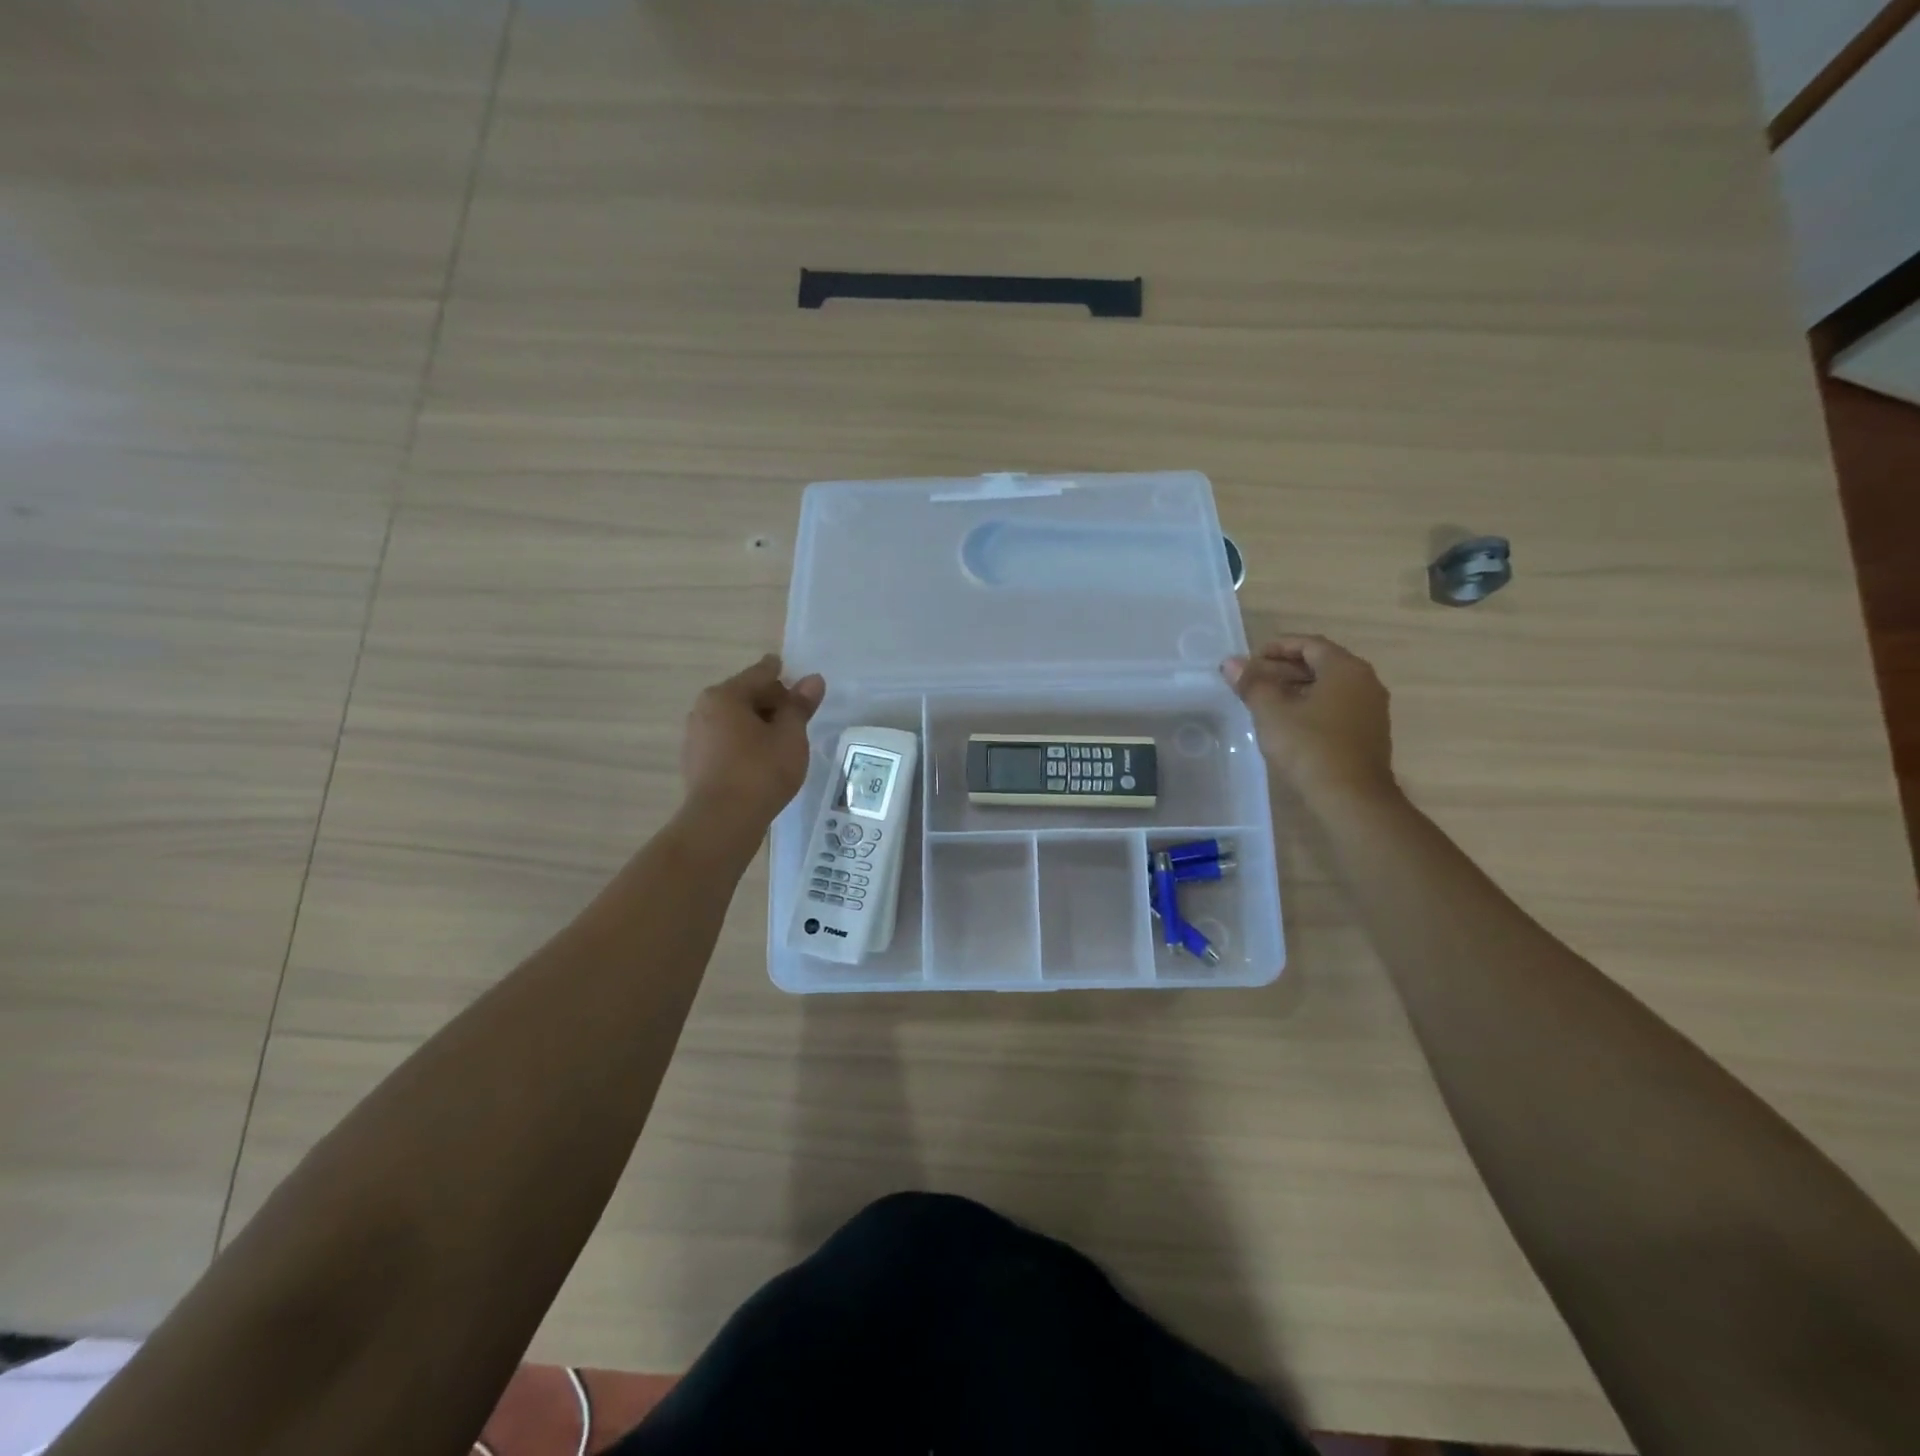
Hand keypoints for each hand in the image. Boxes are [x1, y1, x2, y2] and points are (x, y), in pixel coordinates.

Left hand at [681, 654, 825, 829]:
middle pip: (745, 696)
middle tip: (798, 716)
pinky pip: (727, 742)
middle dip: (771, 702)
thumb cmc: (760, 771)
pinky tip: (763, 761)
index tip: (797, 676)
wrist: (722, 822)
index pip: (761, 674)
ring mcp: (696, 738)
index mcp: (725, 695)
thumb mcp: (790, 735)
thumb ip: (800, 706)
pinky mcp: (696, 764)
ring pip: (735, 721)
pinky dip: (745, 744)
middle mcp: (703, 710)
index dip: (783, 674)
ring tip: (784, 741)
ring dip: (758, 725)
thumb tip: (813, 680)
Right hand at [1224, 636, 1395, 801]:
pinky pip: (1336, 706)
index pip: (1310, 644)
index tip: (1251, 660)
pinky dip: (1311, 705)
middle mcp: (1365, 682)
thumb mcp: (1272, 713)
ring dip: (1296, 688)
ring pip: (1328, 686)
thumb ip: (1251, 683)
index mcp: (1345, 669)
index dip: (1277, 647)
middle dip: (1284, 668)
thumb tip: (1231, 663)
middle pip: (1320, 663)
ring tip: (1264, 700)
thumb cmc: (1310, 747)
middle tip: (1252, 680)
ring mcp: (1370, 709)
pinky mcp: (1368, 733)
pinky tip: (1287, 722)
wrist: (1351, 798)